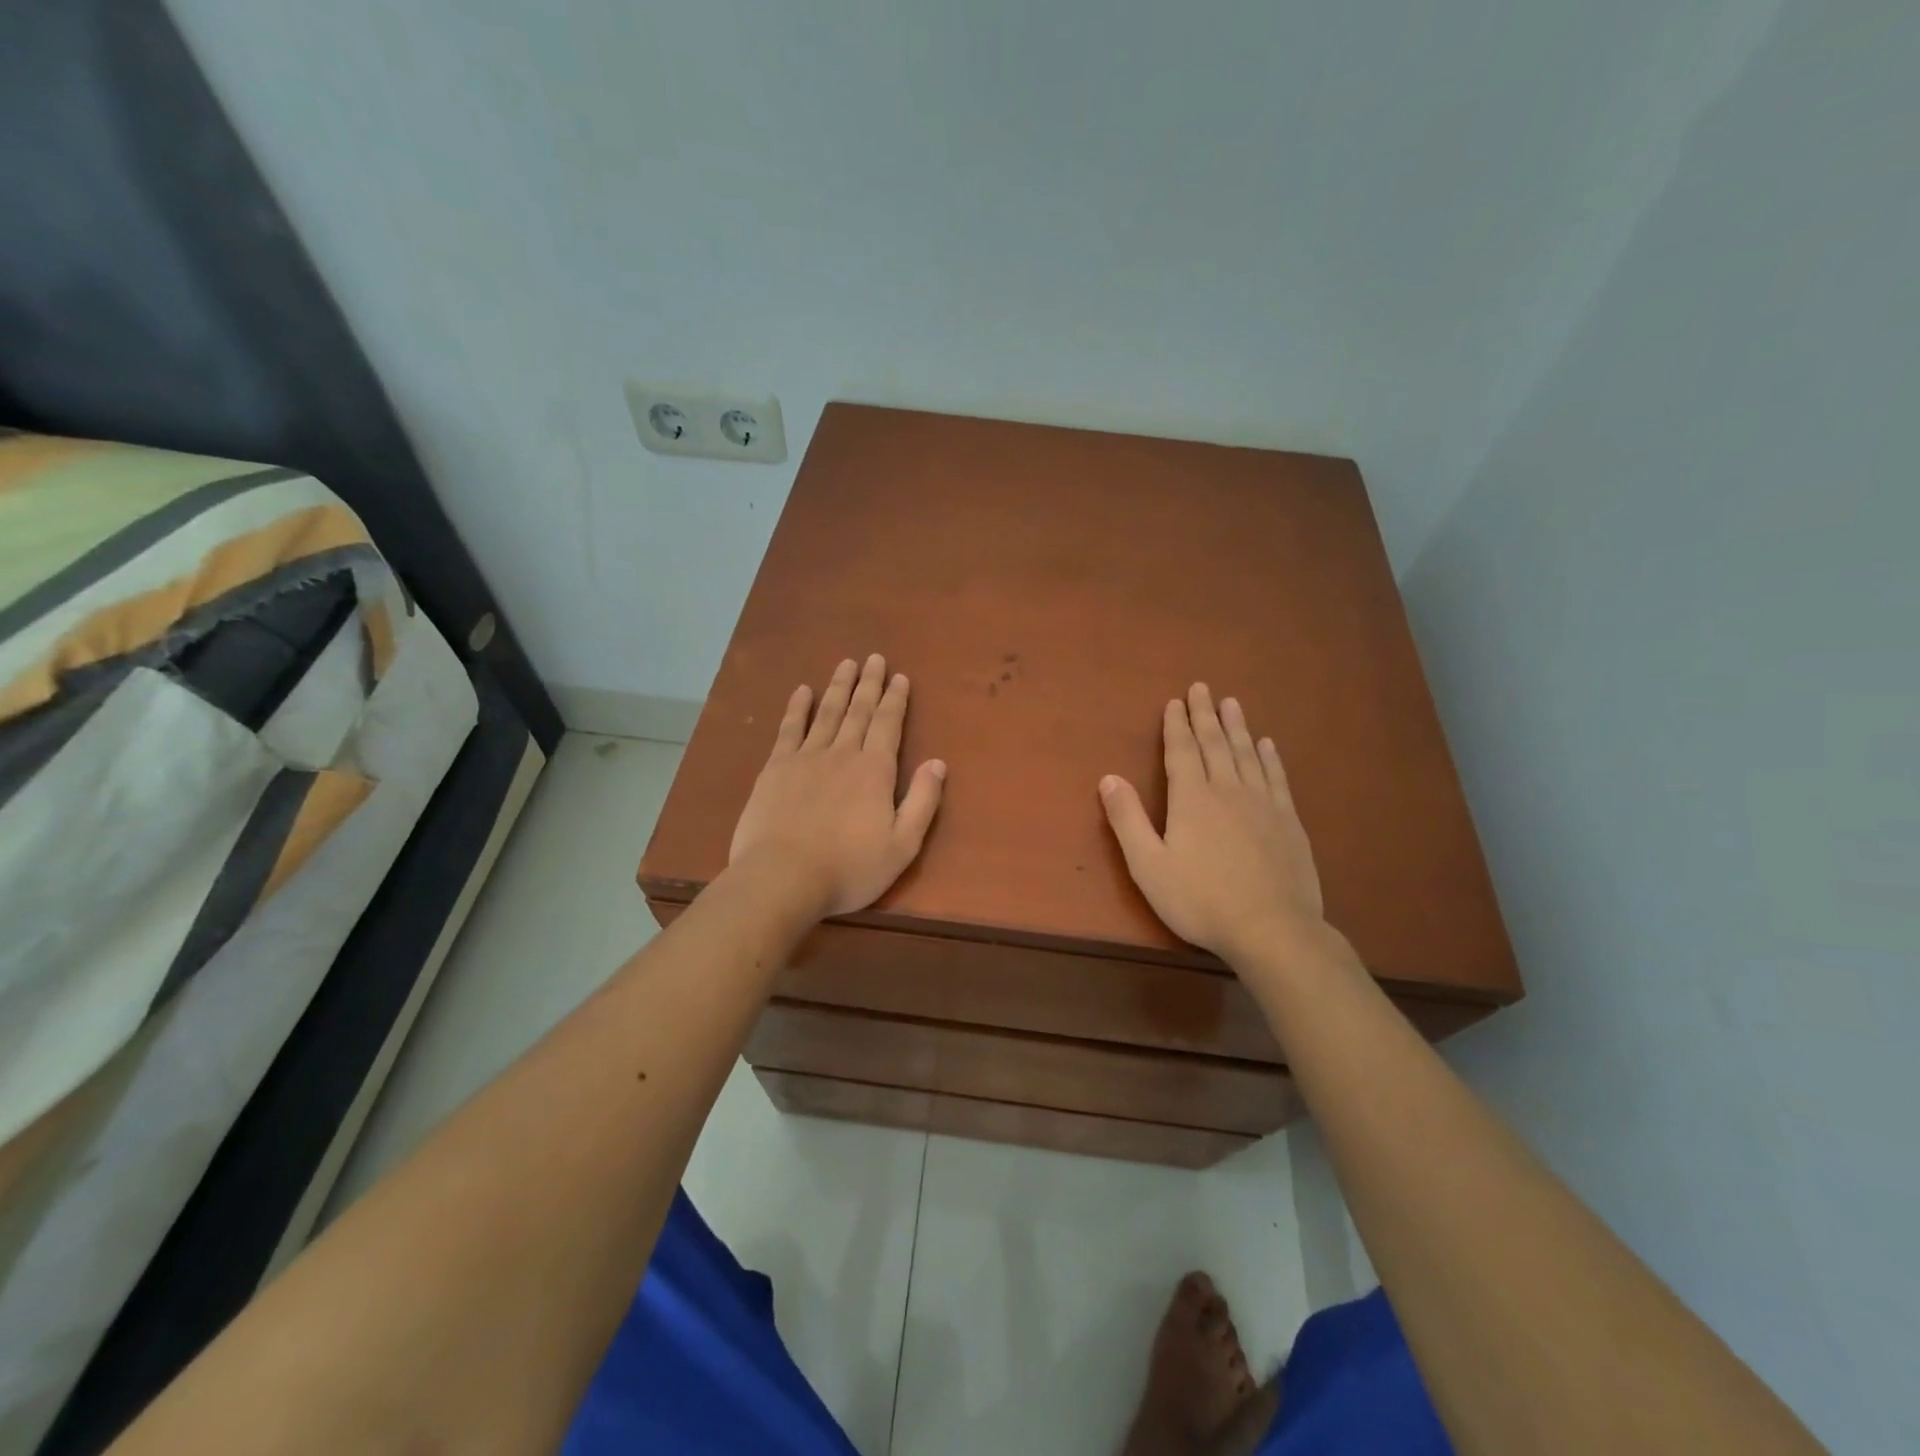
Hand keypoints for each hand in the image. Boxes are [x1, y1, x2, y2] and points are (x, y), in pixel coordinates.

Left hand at [729, 654, 946, 918]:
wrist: (782, 878)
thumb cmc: (849, 868)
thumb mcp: (902, 845)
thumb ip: (923, 801)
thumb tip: (938, 763)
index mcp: (875, 771)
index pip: (889, 725)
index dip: (896, 700)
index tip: (900, 677)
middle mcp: (843, 754)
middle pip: (859, 711)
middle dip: (869, 683)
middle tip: (875, 658)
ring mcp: (806, 758)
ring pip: (826, 713)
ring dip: (838, 687)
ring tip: (846, 664)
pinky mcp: (775, 768)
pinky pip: (789, 729)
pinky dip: (797, 708)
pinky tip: (801, 691)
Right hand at [1099, 683, 1325, 963]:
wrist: (1272, 929)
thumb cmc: (1200, 900)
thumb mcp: (1148, 866)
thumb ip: (1127, 820)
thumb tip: (1109, 778)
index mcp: (1192, 799)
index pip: (1181, 751)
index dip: (1176, 725)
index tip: (1175, 702)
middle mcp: (1228, 790)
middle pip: (1215, 743)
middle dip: (1205, 715)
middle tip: (1202, 687)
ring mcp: (1263, 804)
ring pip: (1247, 754)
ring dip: (1238, 727)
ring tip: (1232, 704)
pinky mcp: (1288, 821)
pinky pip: (1277, 778)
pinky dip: (1270, 757)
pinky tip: (1268, 745)